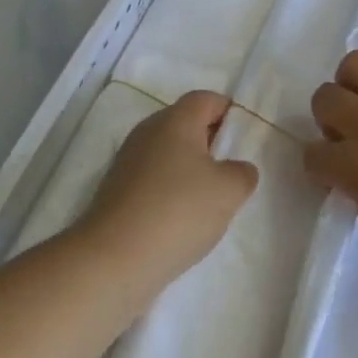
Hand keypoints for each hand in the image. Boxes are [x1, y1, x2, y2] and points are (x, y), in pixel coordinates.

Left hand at [76, 91, 257, 292]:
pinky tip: (181, 218)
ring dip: (190, 168)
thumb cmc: (178, 211)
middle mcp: (148, 131)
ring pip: (168, 152)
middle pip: (185, 123)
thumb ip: (243, 173)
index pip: (206, 99)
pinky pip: (153, 177)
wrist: (114, 258)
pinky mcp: (117, 189)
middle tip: (231, 170)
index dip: (228, 112)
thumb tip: (238, 169)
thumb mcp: (229, 191)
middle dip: (210, 141)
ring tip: (209, 199)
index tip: (244, 138)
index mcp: (175, 120)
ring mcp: (128, 160)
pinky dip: (170, 189)